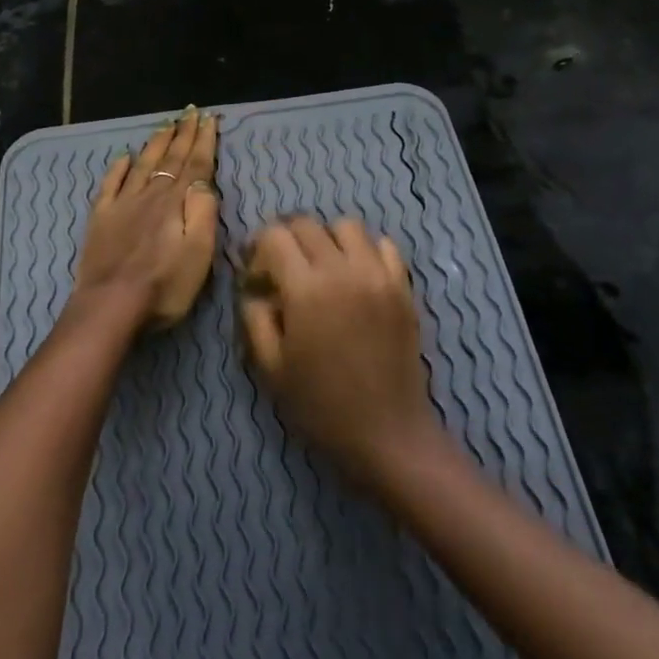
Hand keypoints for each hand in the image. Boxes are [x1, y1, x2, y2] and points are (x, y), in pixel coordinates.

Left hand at [72, 107, 219, 327]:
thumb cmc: (164, 285)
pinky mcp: (101, 218)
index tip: (209, 118)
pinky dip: (119, 167)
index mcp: (175, 202)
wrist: (110, 305)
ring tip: (165, 125)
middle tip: (190, 112)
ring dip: (156, 143)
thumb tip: (205, 179)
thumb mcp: (199, 252)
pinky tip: (124, 156)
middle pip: (170, 159)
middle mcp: (150, 195)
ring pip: (142, 165)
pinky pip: (111, 184)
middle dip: (182, 135)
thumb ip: (203, 211)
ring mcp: (122, 204)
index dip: (203, 141)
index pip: (194, 164)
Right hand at [239, 217, 442, 488]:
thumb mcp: (270, 367)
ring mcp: (379, 275)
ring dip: (326, 239)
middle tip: (281, 269)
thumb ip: (254, 318)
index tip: (256, 278)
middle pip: (307, 224)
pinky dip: (365, 250)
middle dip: (286, 239)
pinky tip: (356, 276)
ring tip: (321, 268)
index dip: (257, 250)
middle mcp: (343, 270)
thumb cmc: (321, 405)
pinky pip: (384, 246)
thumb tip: (255, 291)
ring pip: (347, 226)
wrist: (387, 434)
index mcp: (306, 289)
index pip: (274, 236)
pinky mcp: (403, 287)